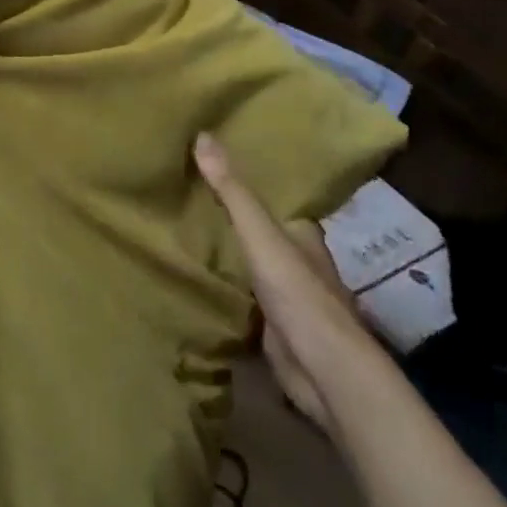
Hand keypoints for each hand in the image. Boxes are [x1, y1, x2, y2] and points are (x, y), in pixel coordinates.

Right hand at [195, 134, 375, 432]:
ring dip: (227, 255)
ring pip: (251, 265)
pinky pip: (243, 298)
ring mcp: (288, 296)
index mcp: (303, 233)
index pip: (273, 199)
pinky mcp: (274, 327)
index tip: (210, 167)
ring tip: (183, 231)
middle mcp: (299, 260)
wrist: (324, 371)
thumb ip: (233, 191)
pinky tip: (196, 279)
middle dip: (231, 219)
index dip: (245, 183)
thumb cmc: (298, 293)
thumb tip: (203, 135)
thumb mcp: (261, 234)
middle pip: (260, 232)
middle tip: (185, 196)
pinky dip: (225, 288)